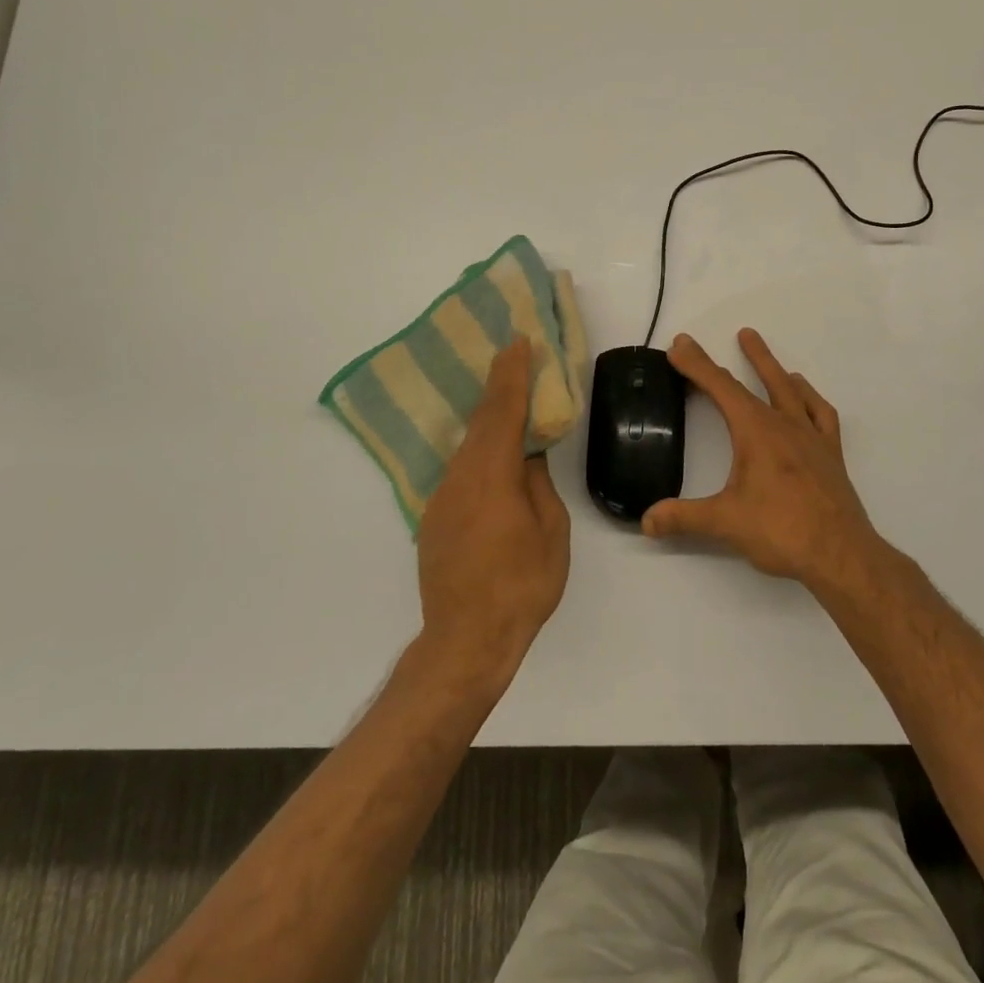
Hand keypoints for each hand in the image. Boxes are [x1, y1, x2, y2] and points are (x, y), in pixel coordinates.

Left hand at [415, 338, 570, 684]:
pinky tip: (491, 450)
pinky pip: (460, 469)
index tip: (517, 342)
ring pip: (467, 444)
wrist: (465, 640)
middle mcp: (460, 477)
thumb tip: (527, 457)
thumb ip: (538, 486)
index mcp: (492, 476)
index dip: (511, 375)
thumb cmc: (521, 586)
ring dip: (487, 417)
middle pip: (480, 420)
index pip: (502, 412)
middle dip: (497, 384)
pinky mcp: (433, 516)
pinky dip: (478, 448)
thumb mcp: (551, 533)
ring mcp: (441, 497)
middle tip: (511, 353)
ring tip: (506, 396)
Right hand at [643, 329, 879, 587]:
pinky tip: (804, 396)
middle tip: (737, 332)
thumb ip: (683, 518)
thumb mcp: (725, 522)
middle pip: (756, 382)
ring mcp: (811, 437)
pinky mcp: (831, 454)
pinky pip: (821, 415)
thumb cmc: (781, 530)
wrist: (841, 554)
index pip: (720, 388)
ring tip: (765, 354)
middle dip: (741, 358)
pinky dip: (810, 399)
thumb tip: (646, 521)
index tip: (680, 345)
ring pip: (791, 391)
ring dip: (775, 369)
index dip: (697, 365)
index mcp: (756, 431)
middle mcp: (784, 425)